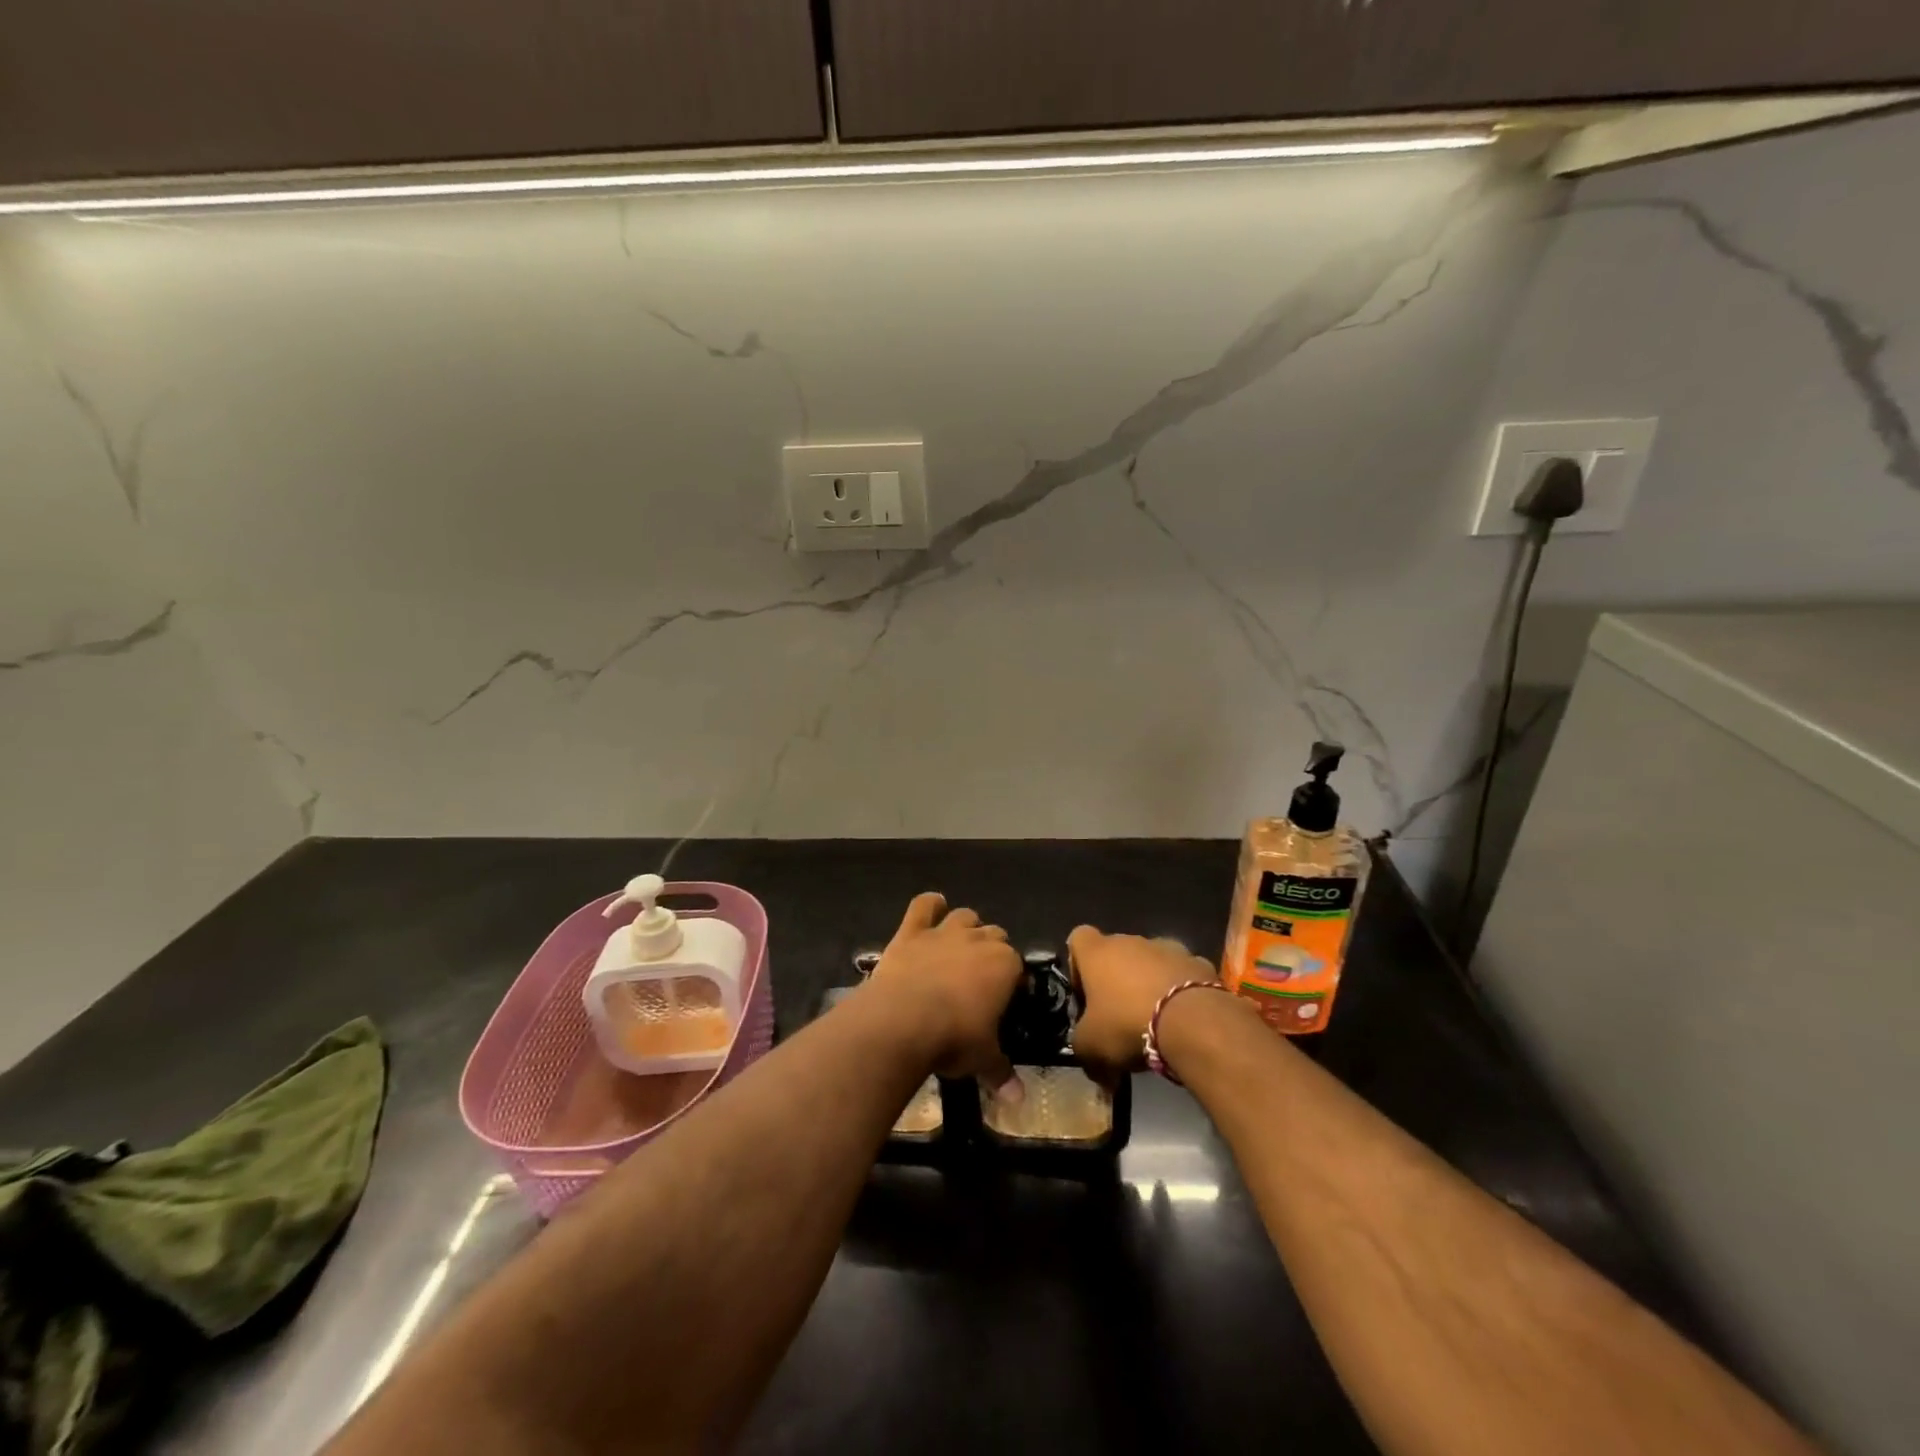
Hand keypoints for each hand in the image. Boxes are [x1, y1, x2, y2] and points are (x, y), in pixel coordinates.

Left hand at [868, 893, 1022, 1088]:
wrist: (903, 1020)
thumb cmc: (953, 1039)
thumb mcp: (983, 1059)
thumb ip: (1001, 1073)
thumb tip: (1019, 1100)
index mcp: (1005, 965)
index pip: (1017, 965)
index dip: (1012, 980)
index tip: (1006, 997)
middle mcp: (979, 940)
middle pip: (995, 934)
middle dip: (992, 949)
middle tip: (981, 976)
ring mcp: (944, 932)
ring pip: (964, 916)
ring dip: (965, 926)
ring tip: (959, 943)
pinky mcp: (912, 931)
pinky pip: (923, 906)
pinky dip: (929, 904)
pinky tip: (932, 906)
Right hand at [1067, 926, 1219, 1081]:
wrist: (1193, 1022)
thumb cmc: (1127, 1025)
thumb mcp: (1090, 1046)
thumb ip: (1082, 1047)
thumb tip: (1093, 1064)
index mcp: (1097, 952)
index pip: (1078, 938)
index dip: (1078, 965)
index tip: (1086, 995)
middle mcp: (1130, 941)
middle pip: (1117, 952)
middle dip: (1117, 979)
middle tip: (1120, 1016)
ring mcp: (1168, 948)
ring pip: (1152, 962)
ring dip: (1150, 983)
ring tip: (1157, 1020)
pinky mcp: (1199, 963)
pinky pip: (1183, 975)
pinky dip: (1181, 991)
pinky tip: (1184, 1020)